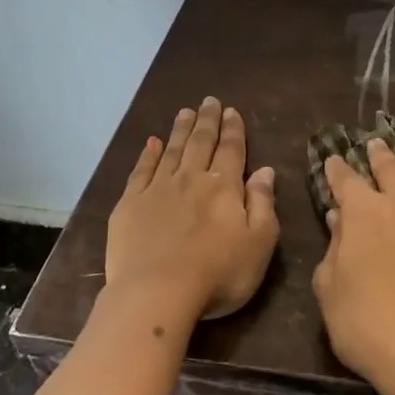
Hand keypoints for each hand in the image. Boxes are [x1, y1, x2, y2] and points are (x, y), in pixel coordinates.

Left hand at [106, 97, 279, 323]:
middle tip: (209, 101)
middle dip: (207, 121)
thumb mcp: (259, 243)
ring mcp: (156, 190)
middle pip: (200, 143)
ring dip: (179, 130)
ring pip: (171, 151)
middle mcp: (190, 179)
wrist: (157, 292)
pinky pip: (140, 171)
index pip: (231, 151)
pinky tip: (151, 143)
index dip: (233, 130)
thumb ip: (263, 204)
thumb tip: (265, 171)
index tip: (232, 111)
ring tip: (184, 112)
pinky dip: (147, 154)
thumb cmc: (218, 274)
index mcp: (224, 188)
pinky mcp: (129, 205)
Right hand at [311, 139, 394, 394]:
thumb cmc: (365, 326)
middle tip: (374, 144)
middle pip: (392, 172)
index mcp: (365, 216)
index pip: (347, 182)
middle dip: (380, 156)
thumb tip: (340, 218)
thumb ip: (334, 248)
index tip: (333, 161)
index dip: (338, 170)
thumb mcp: (330, 289)